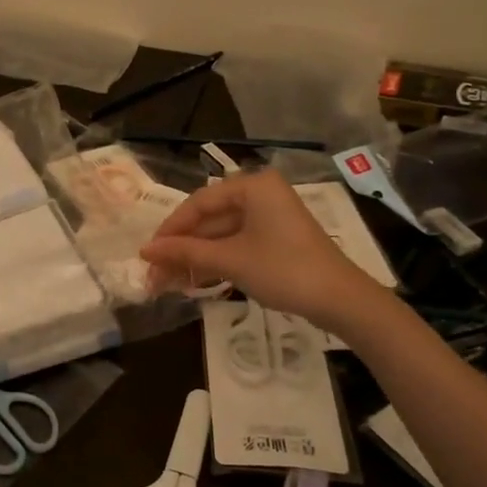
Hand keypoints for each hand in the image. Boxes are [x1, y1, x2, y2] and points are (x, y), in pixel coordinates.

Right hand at [139, 171, 387, 332]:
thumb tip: (145, 250)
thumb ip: (185, 252)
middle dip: (181, 247)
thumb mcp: (229, 260)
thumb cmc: (283, 269)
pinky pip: (236, 244)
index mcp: (252, 186)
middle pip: (209, 218)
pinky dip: (215, 261)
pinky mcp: (276, 239)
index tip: (149, 252)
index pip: (199, 202)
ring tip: (168, 281)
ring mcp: (270, 217)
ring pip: (220, 234)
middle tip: (155, 272)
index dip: (171, 228)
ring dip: (195, 257)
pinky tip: (193, 280)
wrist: (340, 300)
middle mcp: (260, 194)